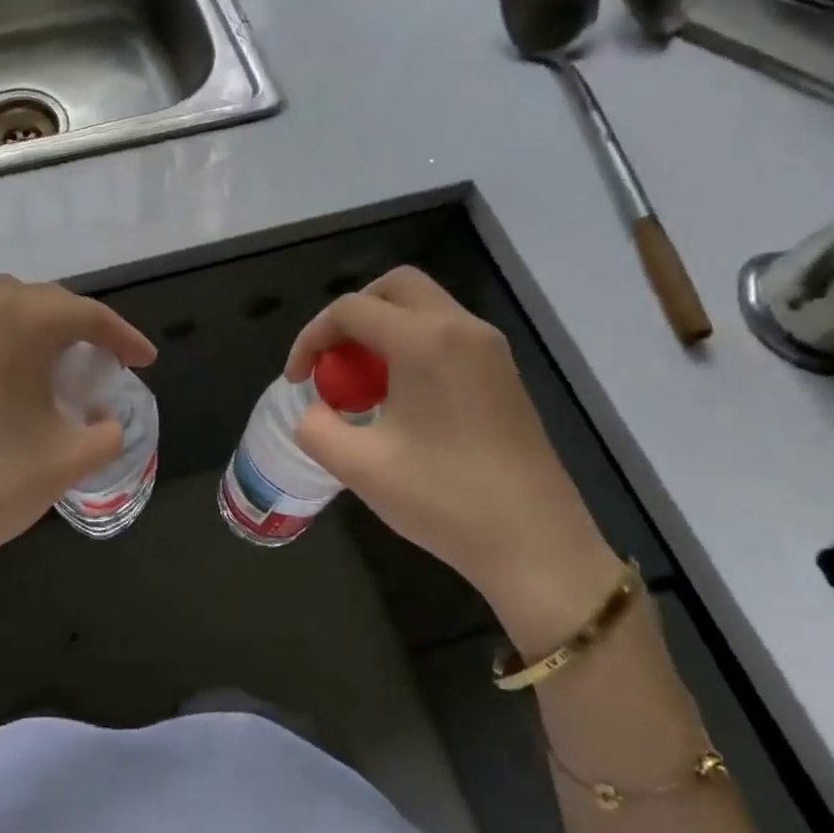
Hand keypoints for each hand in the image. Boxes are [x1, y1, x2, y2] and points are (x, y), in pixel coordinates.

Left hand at [0, 276, 155, 702]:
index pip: (86, 315)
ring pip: (3, 310)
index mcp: (17, 320)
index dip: (123, 337)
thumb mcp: (69, 459)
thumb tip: (104, 419)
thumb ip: (106, 432)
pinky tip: (13, 383)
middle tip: (106, 360)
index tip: (145, 361)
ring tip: (61, 367)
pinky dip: (4, 345)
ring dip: (38, 330)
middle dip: (81, 326)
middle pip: (43, 302)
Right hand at [286, 267, 622, 649]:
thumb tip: (313, 411)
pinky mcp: (503, 375)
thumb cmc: (444, 500)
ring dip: (383, 331)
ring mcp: (490, 350)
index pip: (351, 309)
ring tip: (362, 386)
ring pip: (424, 309)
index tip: (298, 381)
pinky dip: (412, 347)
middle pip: (395, 288)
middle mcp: (462, 329)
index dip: (312, 338)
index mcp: (425, 341)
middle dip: (352, 316)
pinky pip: (447, 336)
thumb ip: (315, 427)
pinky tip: (401, 400)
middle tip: (333, 363)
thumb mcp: (359, 467)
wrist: (535, 544)